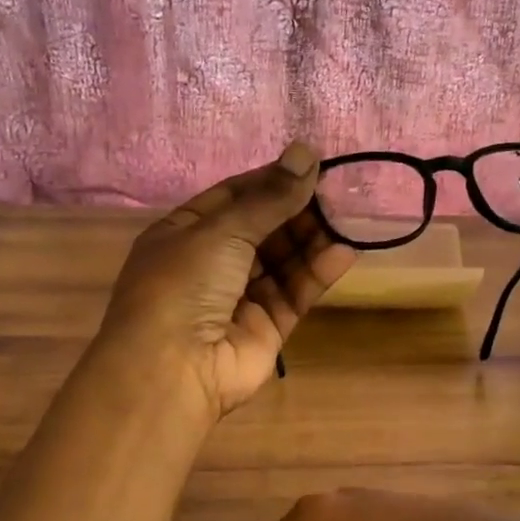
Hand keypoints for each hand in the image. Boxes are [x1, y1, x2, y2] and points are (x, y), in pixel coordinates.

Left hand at [100, 143, 356, 419]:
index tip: (311, 166)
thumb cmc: (184, 284)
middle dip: (297, 210)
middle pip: (263, 228)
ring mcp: (239, 297)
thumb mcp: (221, 230)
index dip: (271, 180)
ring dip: (312, 239)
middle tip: (336, 192)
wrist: (173, 368)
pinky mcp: (267, 327)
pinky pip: (295, 293)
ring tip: (346, 218)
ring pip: (283, 260)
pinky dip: (317, 273)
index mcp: (185, 233)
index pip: (234, 197)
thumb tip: (306, 152)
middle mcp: (211, 263)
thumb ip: (269, 198)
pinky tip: (344, 251)